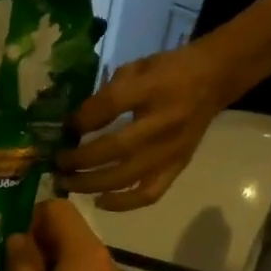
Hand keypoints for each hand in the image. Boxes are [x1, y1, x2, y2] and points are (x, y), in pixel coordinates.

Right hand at [5, 200, 133, 270]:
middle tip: (6, 267)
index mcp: (85, 252)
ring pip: (75, 264)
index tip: (7, 242)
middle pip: (69, 236)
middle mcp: (105, 264)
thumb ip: (22, 263)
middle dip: (37, 245)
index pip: (58, 209)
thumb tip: (20, 240)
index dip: (29, 217)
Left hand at [57, 36, 236, 210]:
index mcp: (154, 88)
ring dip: (90, 184)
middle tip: (57, 165)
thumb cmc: (168, 72)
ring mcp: (171, 150)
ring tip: (67, 184)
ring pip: (126, 177)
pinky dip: (122, 203)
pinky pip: (148, 194)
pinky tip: (100, 201)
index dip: (82, 120)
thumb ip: (107, 93)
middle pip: (114, 149)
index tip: (65, 128)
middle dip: (79, 160)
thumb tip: (74, 124)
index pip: (110, 107)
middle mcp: (163, 122)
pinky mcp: (177, 167)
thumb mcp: (137, 67)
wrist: (213, 80)